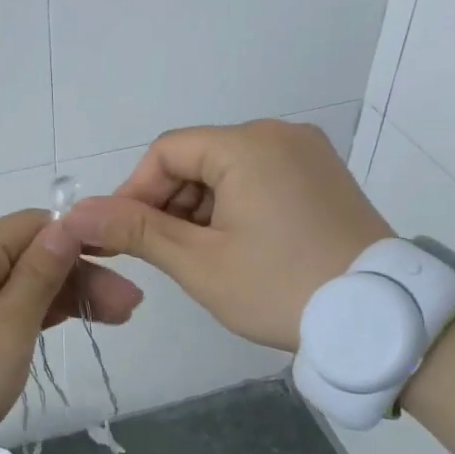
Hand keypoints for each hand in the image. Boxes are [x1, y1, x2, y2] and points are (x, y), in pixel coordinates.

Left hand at [0, 210, 143, 448]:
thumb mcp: (8, 327)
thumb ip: (41, 274)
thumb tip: (68, 225)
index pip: (36, 226)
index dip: (83, 241)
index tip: (124, 266)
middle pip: (27, 256)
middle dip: (79, 277)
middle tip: (128, 310)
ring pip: (13, 282)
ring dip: (60, 297)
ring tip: (112, 319)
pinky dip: (29, 313)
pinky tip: (63, 323)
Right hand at [60, 119, 390, 350]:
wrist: (378, 319)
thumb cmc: (279, 287)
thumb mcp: (199, 263)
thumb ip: (136, 231)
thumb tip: (76, 213)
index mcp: (247, 145)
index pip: (166, 152)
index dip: (134, 192)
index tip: (121, 237)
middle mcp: (279, 134)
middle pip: (198, 159)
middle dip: (168, 205)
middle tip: (160, 256)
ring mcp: (308, 154)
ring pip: (228, 171)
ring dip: (200, 210)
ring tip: (198, 258)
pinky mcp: (323, 177)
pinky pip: (260, 179)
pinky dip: (234, 208)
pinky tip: (233, 248)